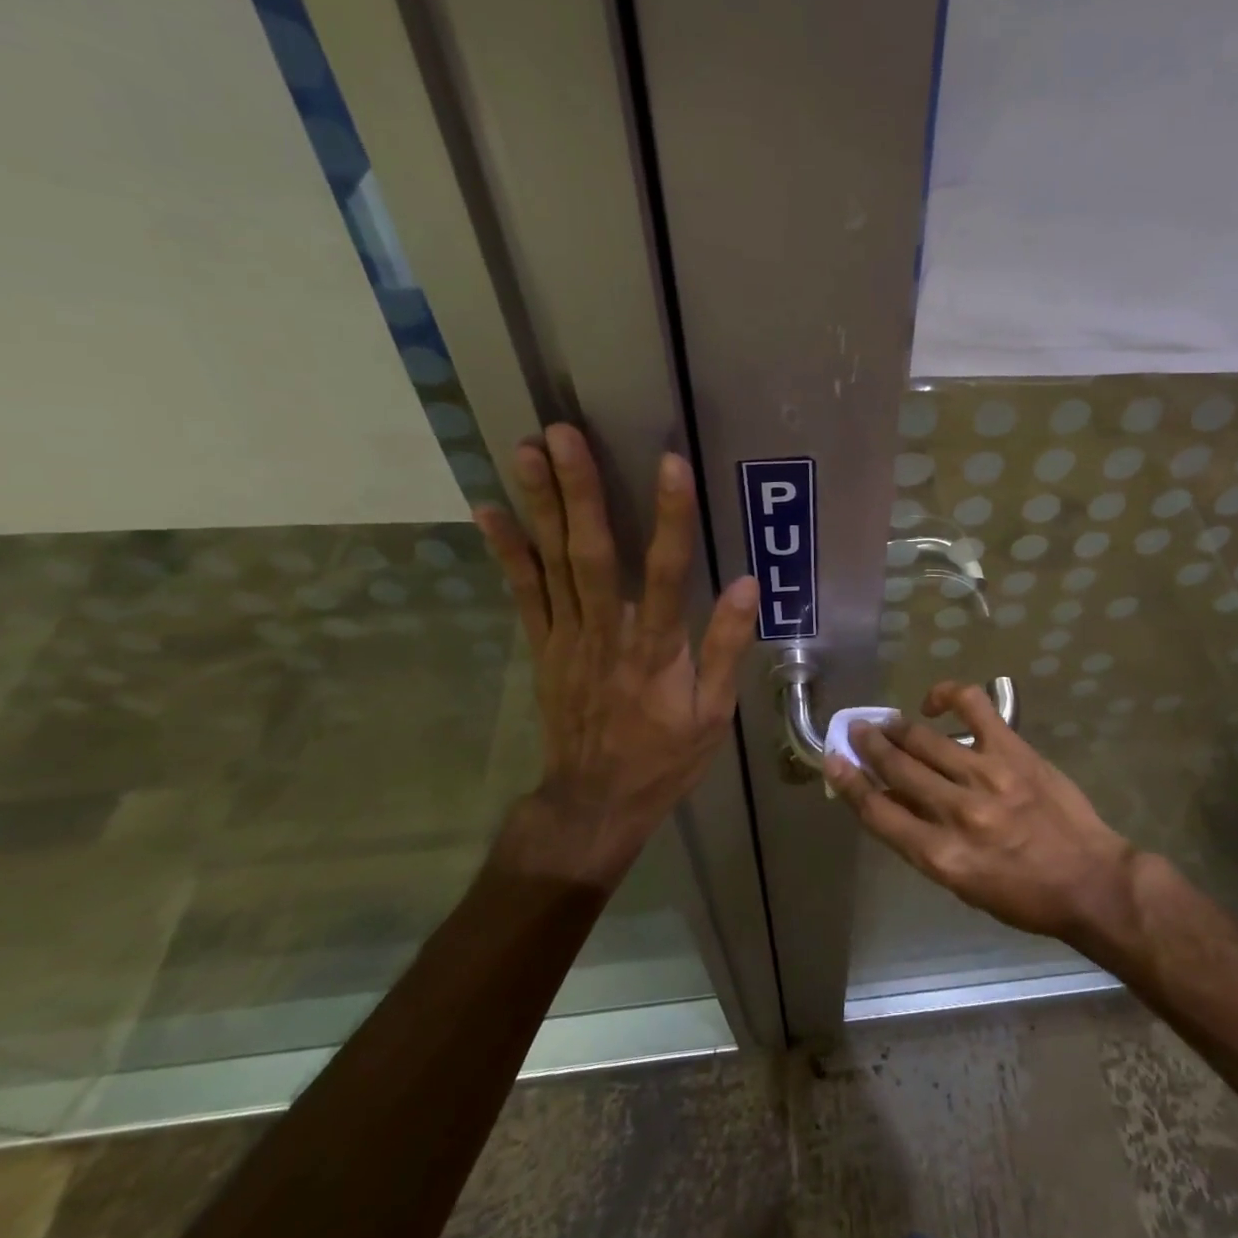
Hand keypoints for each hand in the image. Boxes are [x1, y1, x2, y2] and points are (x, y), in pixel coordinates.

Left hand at [474, 425, 757, 888]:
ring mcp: (567, 638)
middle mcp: (607, 633)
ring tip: (527, 450)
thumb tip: (748, 585)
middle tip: (564, 434)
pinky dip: (506, 552)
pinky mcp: (542, 647)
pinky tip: (490, 511)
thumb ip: (727, 647)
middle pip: (593, 554)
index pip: (668, 573)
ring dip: (539, 505)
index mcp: (657, 650)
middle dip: (581, 491)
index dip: (670, 517)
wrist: (594, 803)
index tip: (670, 464)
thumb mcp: (714, 714)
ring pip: (552, 563)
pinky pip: (522, 594)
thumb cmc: (664, 758)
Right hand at [824, 681, 1139, 949]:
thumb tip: (891, 800)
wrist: (1090, 880)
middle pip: (897, 768)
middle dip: (869, 746)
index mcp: (941, 855)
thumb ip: (924, 842)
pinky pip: (974, 707)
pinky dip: (948, 695)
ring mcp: (986, 775)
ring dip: (898, 728)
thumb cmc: (1024, 896)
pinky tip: (934, 701)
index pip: (879, 812)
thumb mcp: (962, 885)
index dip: (850, 783)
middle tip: (857, 731)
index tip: (834, 760)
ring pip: (925, 740)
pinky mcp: (1013, 750)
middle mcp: (957, 812)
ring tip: (887, 722)